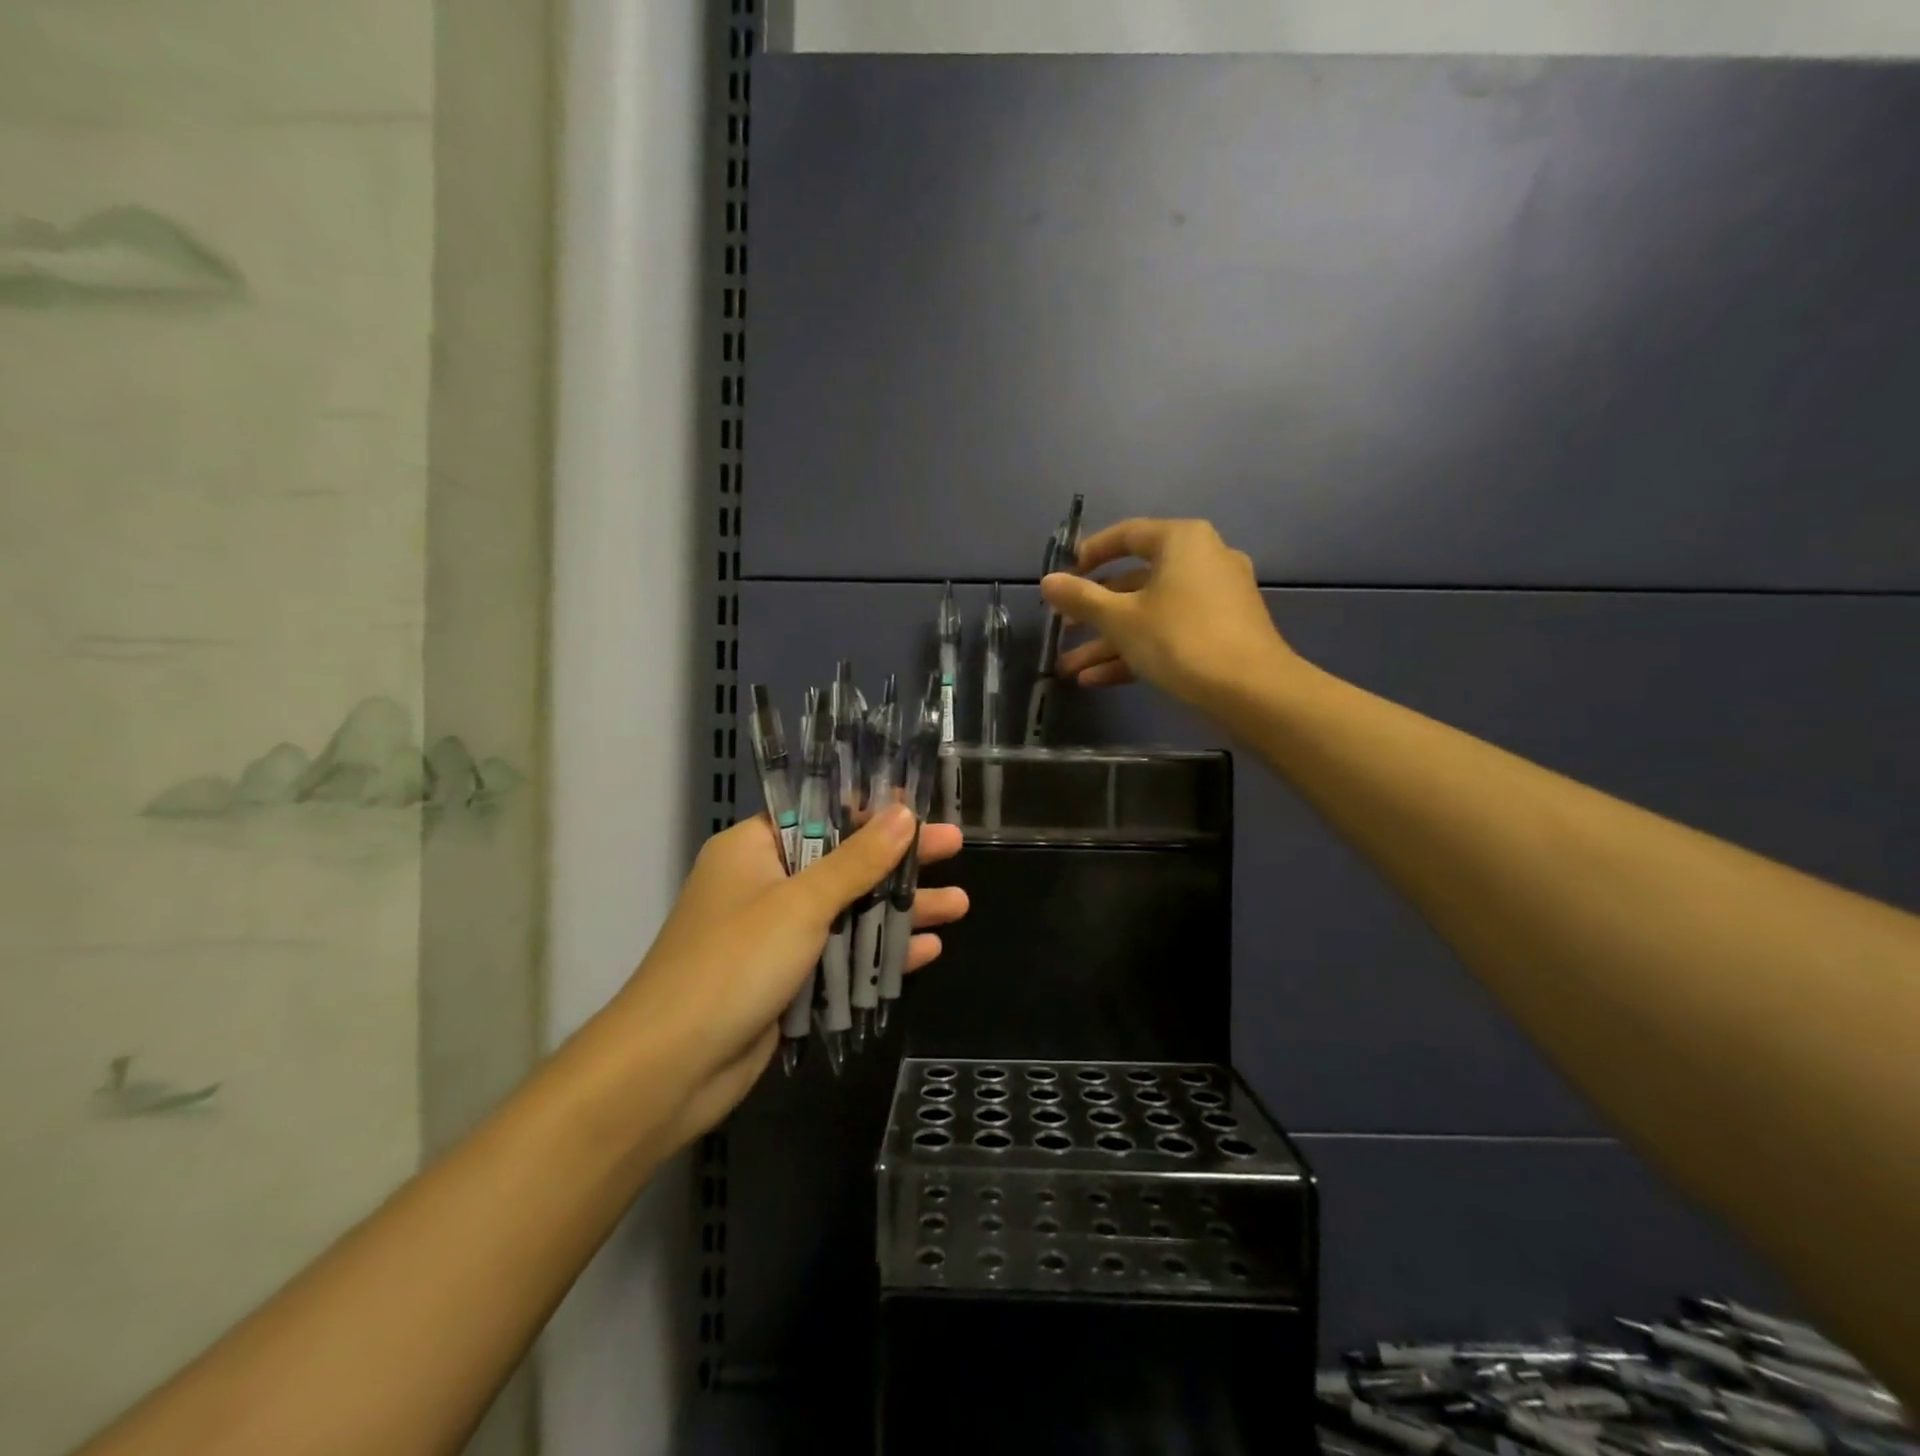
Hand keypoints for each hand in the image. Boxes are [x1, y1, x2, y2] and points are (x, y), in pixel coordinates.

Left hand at [609, 806, 966, 1141]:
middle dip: (899, 861)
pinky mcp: (787, 980)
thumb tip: (904, 813)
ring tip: (960, 904)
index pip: (821, 814)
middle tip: (956, 848)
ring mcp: (776, 936)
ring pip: (849, 912)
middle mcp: (764, 885)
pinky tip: (927, 950)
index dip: (871, 809)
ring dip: (900, 910)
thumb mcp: (802, 904)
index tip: (919, 806)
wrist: (670, 1069)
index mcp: (753, 850)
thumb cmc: (733, 964)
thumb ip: (857, 860)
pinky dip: (879, 952)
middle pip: (844, 862)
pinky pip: (841, 955)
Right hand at [1041, 517, 1297, 709]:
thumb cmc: (1179, 639)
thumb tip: (1047, 581)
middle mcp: (1203, 560)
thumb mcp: (1121, 620)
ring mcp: (1216, 599)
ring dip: (1108, 641)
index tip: (1063, 576)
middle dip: (1094, 612)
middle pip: (1135, 581)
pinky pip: (1170, 633)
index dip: (1089, 554)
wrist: (1251, 691)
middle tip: (1062, 629)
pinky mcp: (1222, 633)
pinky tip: (1097, 680)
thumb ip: (1081, 599)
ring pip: (1150, 614)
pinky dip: (1137, 651)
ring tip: (1070, 668)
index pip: (1126, 535)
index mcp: (1181, 541)